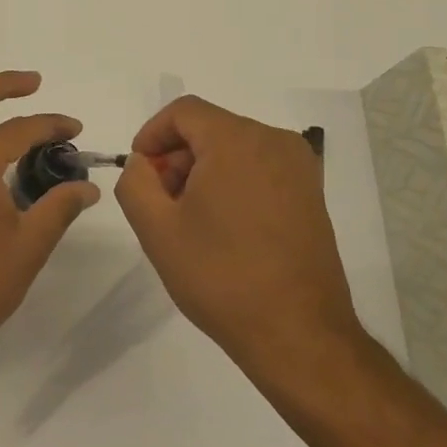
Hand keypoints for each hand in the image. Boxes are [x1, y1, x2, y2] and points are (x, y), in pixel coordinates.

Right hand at [115, 95, 361, 368]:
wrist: (298, 335)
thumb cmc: (221, 276)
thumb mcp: (157, 229)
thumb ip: (134, 182)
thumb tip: (143, 163)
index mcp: (237, 140)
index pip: (183, 112)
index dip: (152, 134)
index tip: (140, 171)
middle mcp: (274, 141)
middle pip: (210, 128)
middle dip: (177, 157)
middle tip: (160, 202)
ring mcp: (299, 168)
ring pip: (234, 149)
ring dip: (203, 172)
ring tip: (190, 220)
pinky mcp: (312, 195)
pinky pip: (259, 169)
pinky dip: (233, 183)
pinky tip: (223, 228)